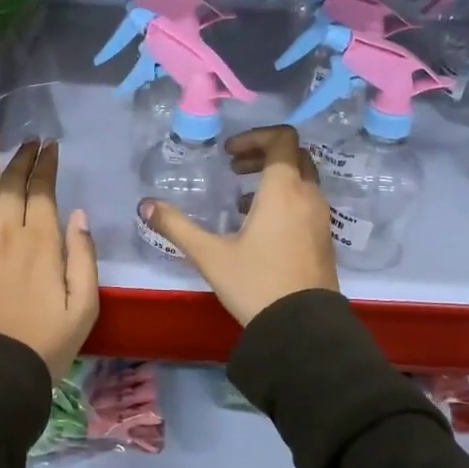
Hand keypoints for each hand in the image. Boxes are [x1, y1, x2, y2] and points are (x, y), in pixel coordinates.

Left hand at [0, 135, 98, 381]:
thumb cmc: (45, 344)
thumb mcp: (84, 306)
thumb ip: (83, 256)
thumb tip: (78, 214)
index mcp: (43, 243)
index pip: (44, 191)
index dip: (47, 165)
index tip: (50, 146)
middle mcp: (8, 233)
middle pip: (13, 185)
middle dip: (22, 158)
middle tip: (28, 139)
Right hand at [138, 125, 337, 324]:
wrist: (303, 331)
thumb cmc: (256, 284)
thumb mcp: (210, 255)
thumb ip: (177, 226)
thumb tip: (145, 205)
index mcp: (283, 190)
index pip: (282, 139)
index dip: (255, 137)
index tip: (229, 154)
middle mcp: (308, 197)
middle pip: (294, 155)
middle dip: (263, 154)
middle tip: (234, 168)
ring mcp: (320, 218)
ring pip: (302, 180)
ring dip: (274, 178)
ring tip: (240, 198)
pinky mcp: (323, 239)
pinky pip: (306, 202)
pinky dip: (285, 199)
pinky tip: (258, 226)